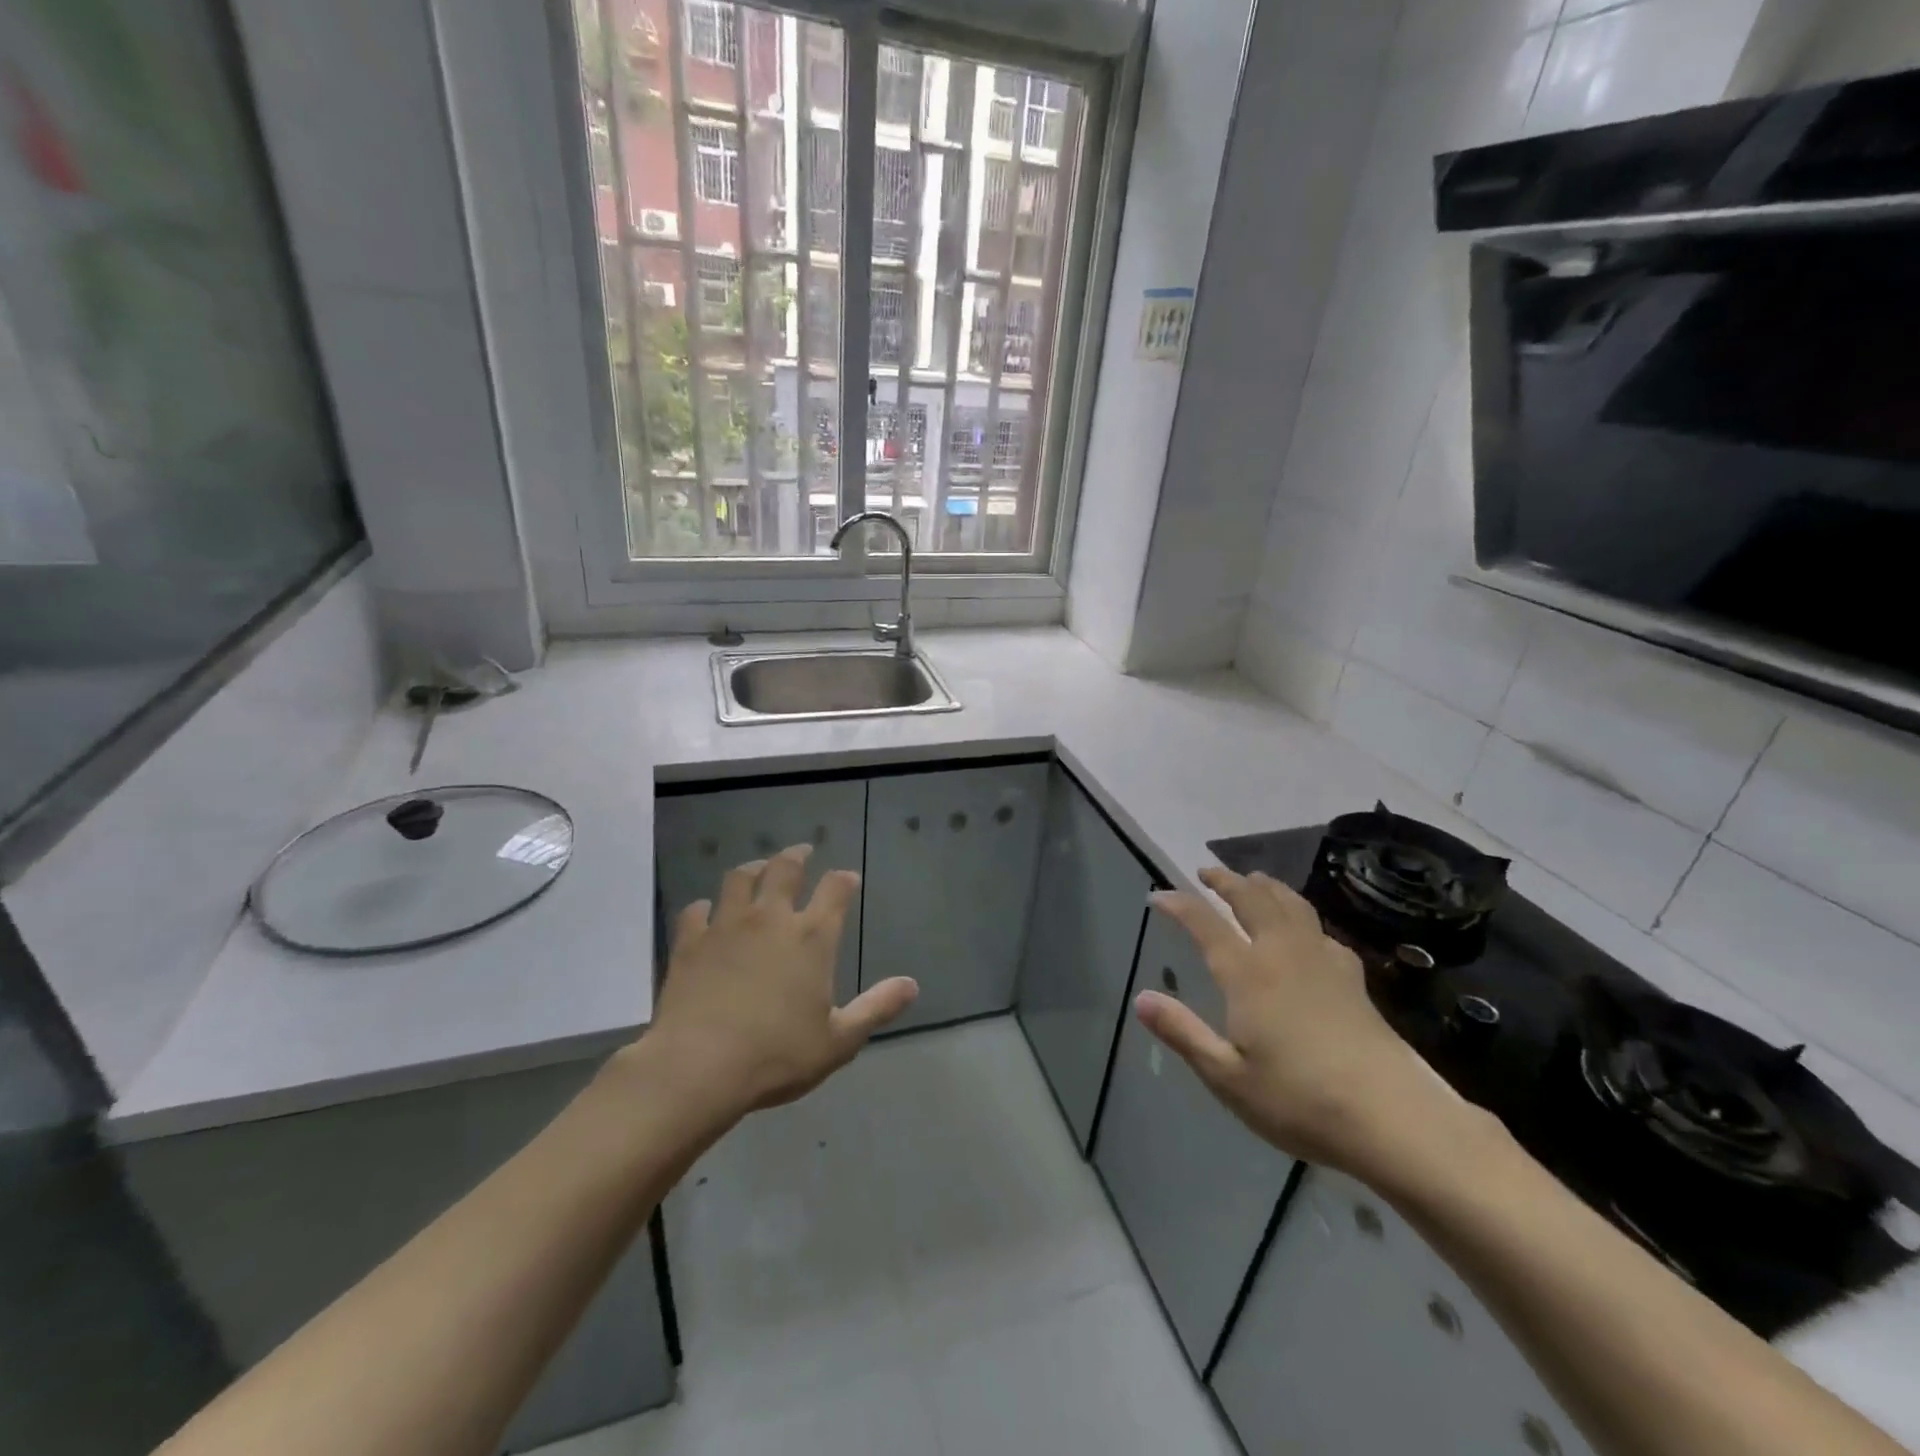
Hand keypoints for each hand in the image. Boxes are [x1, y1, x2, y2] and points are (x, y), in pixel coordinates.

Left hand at [644, 845, 918, 1118]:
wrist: (698, 1066)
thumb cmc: (776, 1055)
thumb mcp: (838, 1040)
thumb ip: (877, 1008)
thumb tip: (912, 984)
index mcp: (812, 937)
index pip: (835, 890)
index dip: (844, 880)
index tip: (848, 878)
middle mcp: (771, 918)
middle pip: (785, 869)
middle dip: (797, 856)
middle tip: (803, 852)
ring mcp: (726, 925)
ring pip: (739, 879)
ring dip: (753, 868)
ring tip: (758, 869)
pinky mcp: (690, 941)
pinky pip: (697, 911)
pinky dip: (704, 907)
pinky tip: (706, 912)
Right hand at [1137, 867, 1469, 1179]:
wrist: (1392, 1118)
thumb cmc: (1299, 1101)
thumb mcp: (1227, 1077)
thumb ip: (1183, 1033)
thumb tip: (1141, 998)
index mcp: (1248, 975)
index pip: (1205, 924)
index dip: (1179, 905)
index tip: (1158, 895)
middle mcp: (1283, 955)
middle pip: (1253, 900)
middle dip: (1226, 880)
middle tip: (1206, 871)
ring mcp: (1323, 963)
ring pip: (1291, 905)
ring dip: (1266, 886)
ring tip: (1253, 879)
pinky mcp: (1353, 979)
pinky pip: (1322, 930)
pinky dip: (1303, 916)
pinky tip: (1307, 930)